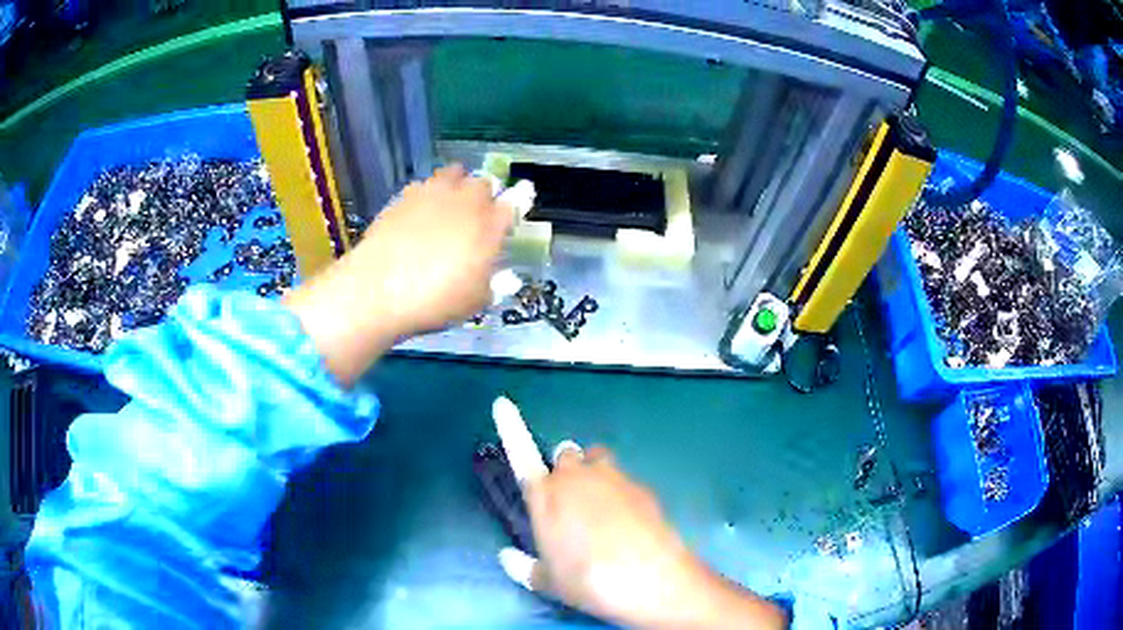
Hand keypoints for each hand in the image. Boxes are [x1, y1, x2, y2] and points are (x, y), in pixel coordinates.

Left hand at [353, 164, 512, 334]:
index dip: (520, 198)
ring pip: (453, 173)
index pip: (514, 202)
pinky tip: (420, 210)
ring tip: (450, 201)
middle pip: (483, 183)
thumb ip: (493, 285)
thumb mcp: (474, 302)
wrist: (379, 288)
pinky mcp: (404, 196)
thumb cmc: (436, 300)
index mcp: (489, 226)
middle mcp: (465, 202)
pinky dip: (428, 193)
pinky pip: (424, 184)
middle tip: (479, 212)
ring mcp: (433, 194)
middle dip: (486, 193)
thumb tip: (505, 278)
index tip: (521, 197)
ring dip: (458, 183)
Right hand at [504, 443, 786, 628]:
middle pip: (566, 454)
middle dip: (565, 469)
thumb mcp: (548, 582)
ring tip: (599, 508)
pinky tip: (628, 522)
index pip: (520, 453)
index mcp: (545, 496)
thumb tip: (506, 558)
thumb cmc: (587, 581)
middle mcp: (577, 478)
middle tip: (569, 501)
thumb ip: (523, 567)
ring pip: (598, 460)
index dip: (510, 427)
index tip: (502, 402)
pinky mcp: (641, 486)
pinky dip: (620, 493)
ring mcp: (613, 477)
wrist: (648, 579)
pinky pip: (624, 480)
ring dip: (594, 474)